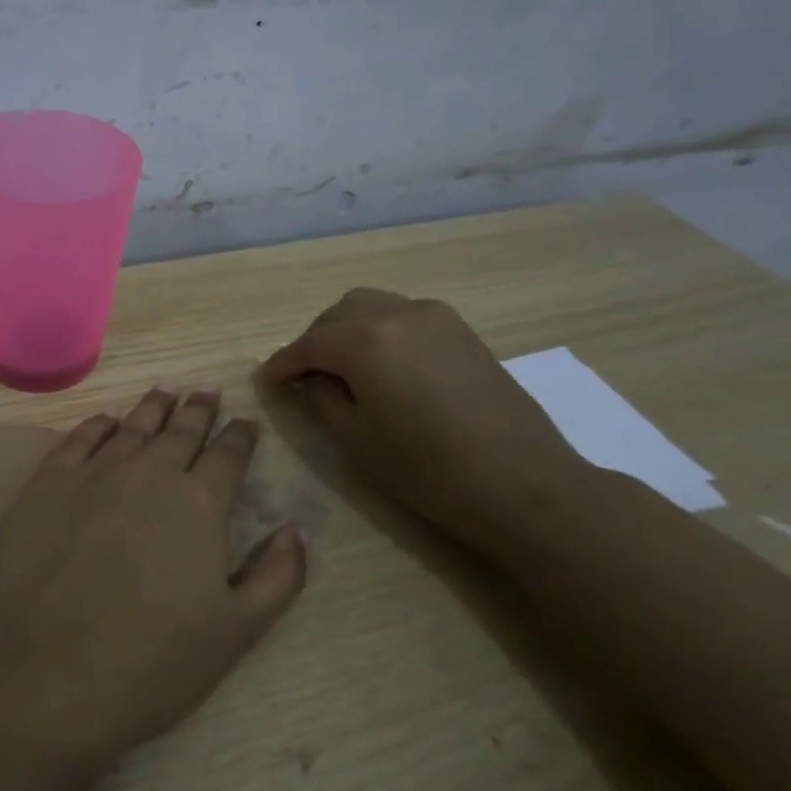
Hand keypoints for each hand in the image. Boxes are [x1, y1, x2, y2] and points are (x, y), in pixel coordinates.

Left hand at [0, 389, 307, 768]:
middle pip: (180, 431)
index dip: (240, 435)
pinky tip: (106, 420)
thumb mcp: (235, 633)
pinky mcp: (46, 483)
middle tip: (207, 391)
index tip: (245, 422)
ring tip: (166, 391)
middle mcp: (148, 474)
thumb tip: (296, 528)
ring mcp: (93, 474)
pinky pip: (79, 438)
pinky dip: (98, 424)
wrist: (42, 679)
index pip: (228, 455)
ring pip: (132, 427)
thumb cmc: (149, 666)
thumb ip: (277, 576)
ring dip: (153, 408)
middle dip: (199, 410)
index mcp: (199, 504)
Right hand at [261, 290, 590, 545]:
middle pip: (338, 315)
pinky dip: (380, 331)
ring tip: (342, 369)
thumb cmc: (429, 470)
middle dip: (314, 342)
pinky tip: (383, 365)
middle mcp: (396, 313)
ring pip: (371, 307)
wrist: (524, 484)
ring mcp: (434, 316)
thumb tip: (308, 378)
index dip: (282, 364)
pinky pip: (402, 315)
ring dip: (346, 330)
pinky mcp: (460, 330)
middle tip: (304, 377)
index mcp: (364, 340)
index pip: (308, 344)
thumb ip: (322, 398)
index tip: (266, 381)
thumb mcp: (357, 440)